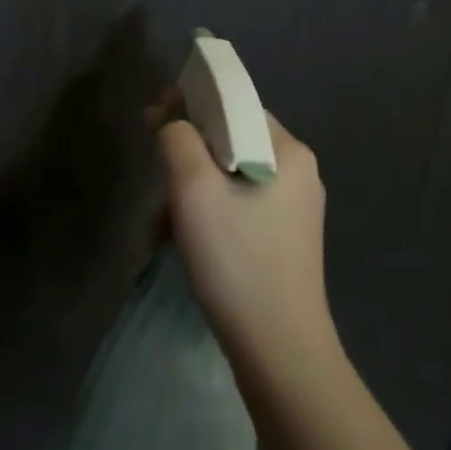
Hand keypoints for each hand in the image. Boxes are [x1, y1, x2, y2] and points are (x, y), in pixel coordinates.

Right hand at [155, 108, 332, 369]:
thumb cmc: (236, 259)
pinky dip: (205, 213)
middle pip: (228, 138)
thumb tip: (173, 123)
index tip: (153, 118)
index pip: (234, 102)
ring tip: (161, 226)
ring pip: (227, 174)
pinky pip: (236, 203)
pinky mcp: (283, 236)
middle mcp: (297, 171)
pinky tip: (182, 242)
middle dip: (184, 155)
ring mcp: (292, 206)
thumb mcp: (193, 190)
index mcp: (288, 151)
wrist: (278, 349)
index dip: (190, 101)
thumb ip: (178, 139)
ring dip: (188, 190)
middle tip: (155, 178)